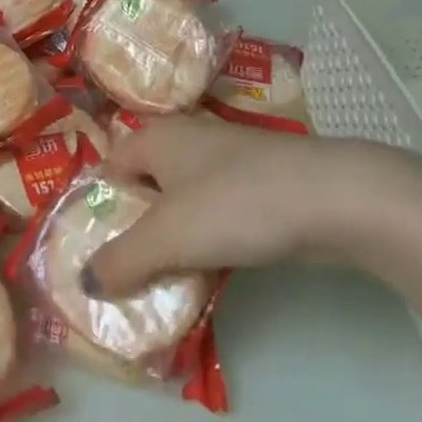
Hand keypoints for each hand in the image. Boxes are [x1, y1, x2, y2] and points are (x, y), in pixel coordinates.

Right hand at [82, 115, 412, 296]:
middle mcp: (186, 140)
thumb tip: (84, 283)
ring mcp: (227, 161)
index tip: (94, 251)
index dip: (97, 208)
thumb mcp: (166, 237)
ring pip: (182, 203)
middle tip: (126, 273)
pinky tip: (212, 270)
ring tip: (165, 281)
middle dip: (135, 230)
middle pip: (144, 187)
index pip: (108, 169)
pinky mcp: (260, 184)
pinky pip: (217, 213)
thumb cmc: (236, 204)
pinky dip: (208, 240)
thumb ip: (121, 261)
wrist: (337, 199)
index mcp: (155, 138)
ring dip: (173, 240)